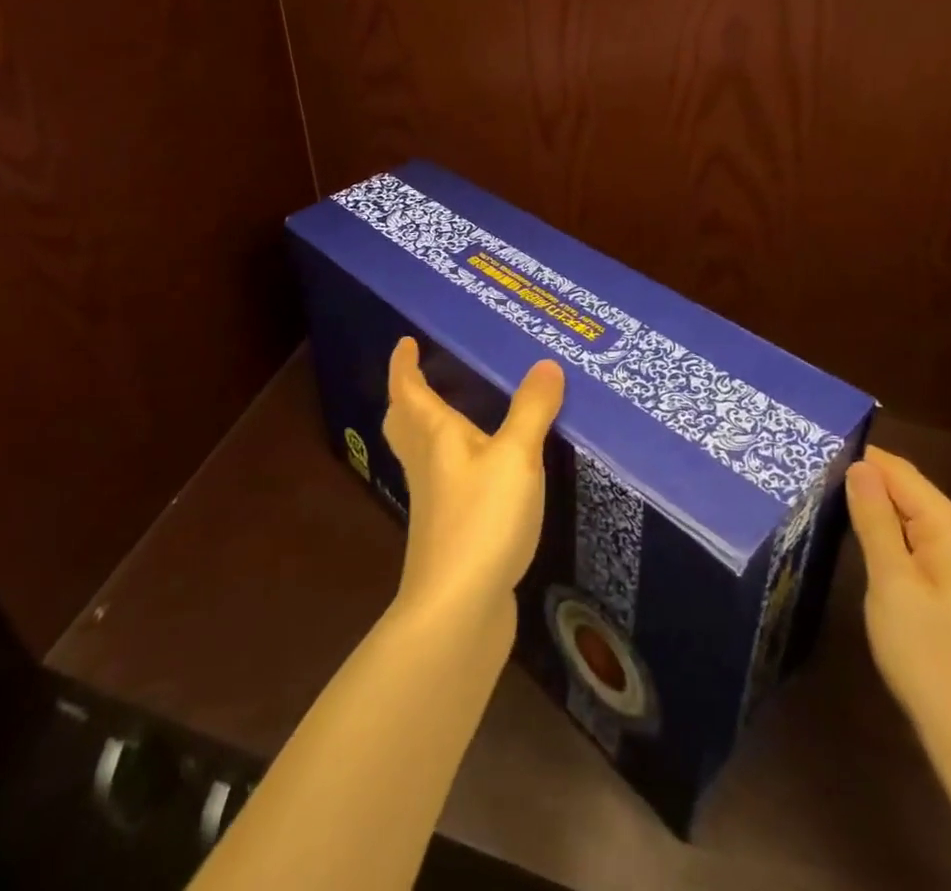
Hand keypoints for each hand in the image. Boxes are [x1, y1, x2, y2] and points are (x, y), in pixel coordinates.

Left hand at [383, 338, 562, 626]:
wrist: (458, 609)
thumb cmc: (482, 519)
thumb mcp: (516, 456)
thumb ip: (532, 410)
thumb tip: (546, 364)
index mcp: (435, 436)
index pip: (409, 391)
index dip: (404, 365)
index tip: (405, 342)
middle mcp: (428, 464)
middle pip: (404, 424)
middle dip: (407, 398)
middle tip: (421, 378)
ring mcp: (435, 501)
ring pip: (422, 454)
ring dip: (427, 429)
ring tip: (456, 416)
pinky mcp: (449, 531)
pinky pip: (444, 482)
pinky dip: (453, 464)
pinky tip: (481, 473)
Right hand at [845, 445, 950, 757]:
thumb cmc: (928, 656)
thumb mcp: (891, 583)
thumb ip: (875, 520)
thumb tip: (859, 466)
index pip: (902, 473)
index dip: (860, 459)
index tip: (815, 453)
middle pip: (910, 492)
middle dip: (866, 481)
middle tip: (813, 475)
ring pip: (915, 517)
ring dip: (877, 508)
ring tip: (828, 499)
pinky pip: (922, 542)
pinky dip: (892, 533)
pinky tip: (864, 539)